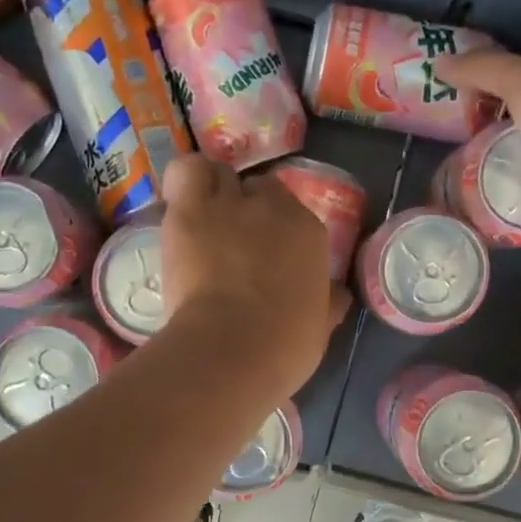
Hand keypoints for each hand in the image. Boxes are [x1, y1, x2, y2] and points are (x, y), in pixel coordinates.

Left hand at [159, 155, 349, 396]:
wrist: (232, 348)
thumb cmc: (283, 346)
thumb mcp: (319, 326)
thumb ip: (327, 302)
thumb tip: (337, 294)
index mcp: (309, 233)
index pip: (294, 211)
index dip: (278, 229)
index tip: (267, 251)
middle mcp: (273, 207)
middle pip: (259, 188)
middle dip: (247, 207)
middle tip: (233, 238)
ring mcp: (229, 204)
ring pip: (220, 175)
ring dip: (214, 191)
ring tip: (204, 218)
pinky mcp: (189, 210)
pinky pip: (186, 173)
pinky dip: (185, 182)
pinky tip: (182, 205)